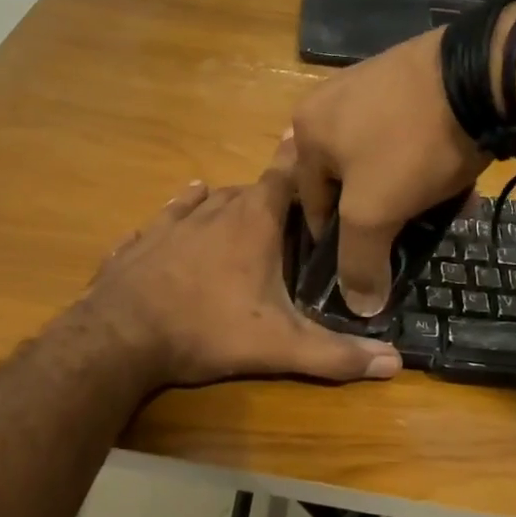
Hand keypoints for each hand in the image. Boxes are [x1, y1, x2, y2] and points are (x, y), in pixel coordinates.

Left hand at [84, 151, 403, 388]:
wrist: (119, 338)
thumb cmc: (207, 330)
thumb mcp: (278, 347)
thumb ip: (335, 355)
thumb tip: (396, 364)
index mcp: (252, 222)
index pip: (284, 176)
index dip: (301, 163)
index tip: (316, 152)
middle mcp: (212, 210)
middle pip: (248, 190)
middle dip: (269, 198)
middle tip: (287, 216)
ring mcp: (171, 222)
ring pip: (206, 199)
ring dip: (226, 202)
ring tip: (240, 211)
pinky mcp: (139, 241)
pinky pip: (165, 217)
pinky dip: (178, 214)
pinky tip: (179, 212)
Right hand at [291, 27, 488, 317]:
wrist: (483, 75)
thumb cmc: (410, 144)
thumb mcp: (375, 212)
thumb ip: (360, 262)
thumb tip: (360, 306)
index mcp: (306, 130)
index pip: (311, 204)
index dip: (338, 243)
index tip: (368, 264)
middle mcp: (330, 103)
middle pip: (347, 181)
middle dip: (377, 215)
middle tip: (404, 237)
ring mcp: (371, 84)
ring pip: (380, 159)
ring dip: (404, 192)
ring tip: (434, 212)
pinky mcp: (411, 78)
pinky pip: (407, 135)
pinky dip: (423, 162)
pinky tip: (451, 179)